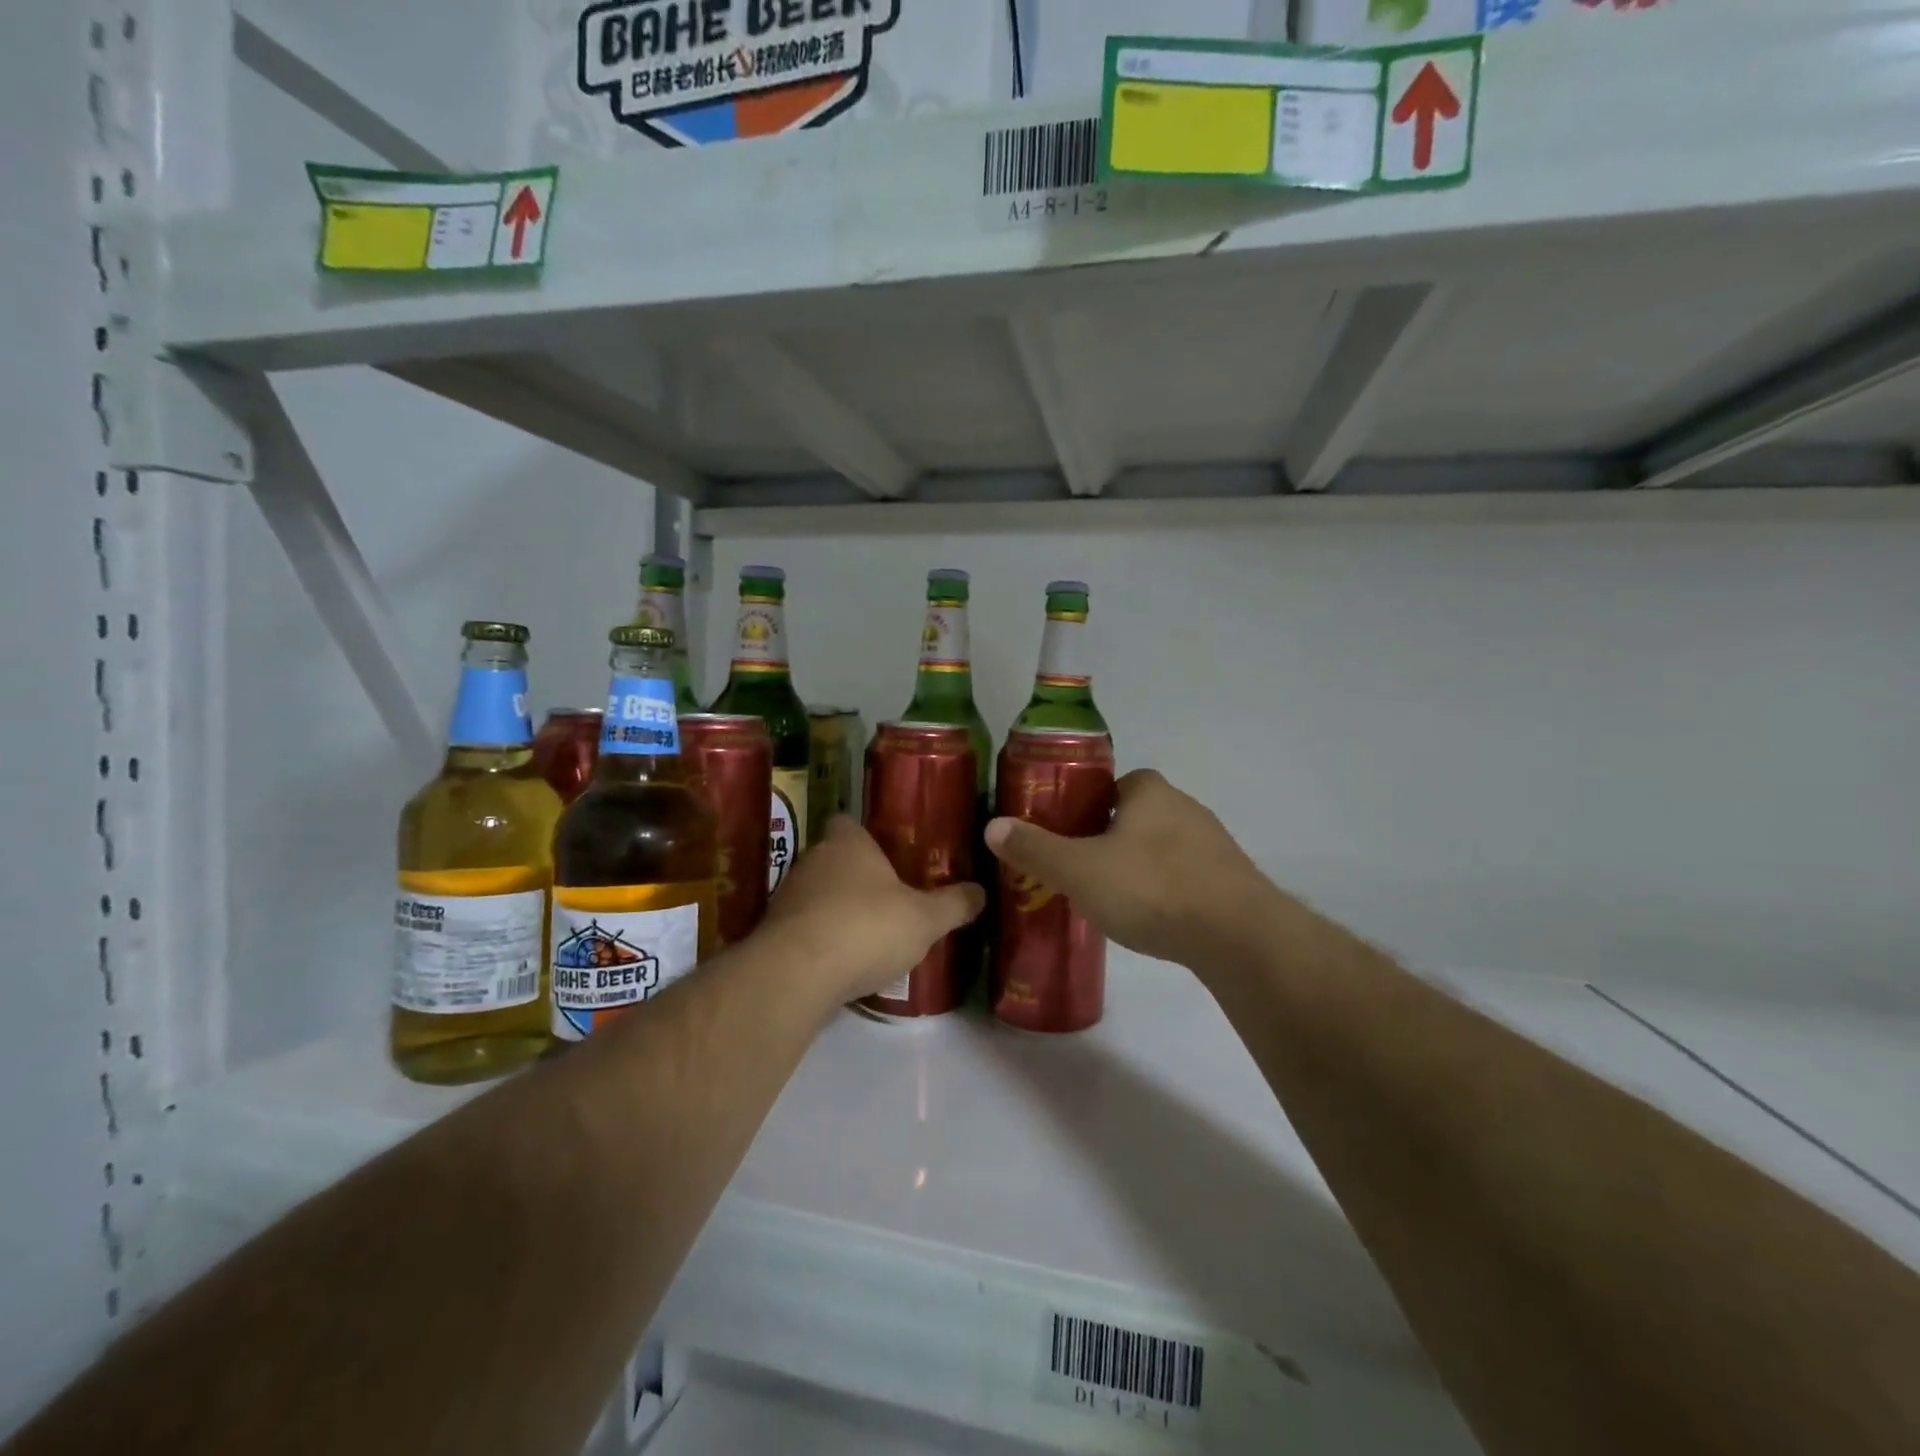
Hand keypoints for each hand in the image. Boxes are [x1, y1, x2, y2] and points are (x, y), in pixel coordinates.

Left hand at [759, 817, 986, 1004]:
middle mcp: (812, 859)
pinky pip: (802, 928)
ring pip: (816, 894)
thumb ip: (954, 904)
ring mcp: (787, 896)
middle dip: (856, 876)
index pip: (849, 821)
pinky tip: (840, 962)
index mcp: (848, 842)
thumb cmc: (866, 928)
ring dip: (835, 909)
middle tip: (887, 897)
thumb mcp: (925, 919)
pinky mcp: (772, 933)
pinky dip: (818, 939)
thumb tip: (981, 891)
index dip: (866, 835)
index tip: (887, 852)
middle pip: (834, 858)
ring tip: (866, 934)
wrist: (796, 975)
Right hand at [984, 769, 1277, 973]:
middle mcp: (1185, 807)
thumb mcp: (1080, 870)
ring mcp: (1214, 845)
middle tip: (1083, 869)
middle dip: (1112, 837)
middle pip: (1137, 815)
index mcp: (1149, 792)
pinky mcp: (1232, 882)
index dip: (1089, 804)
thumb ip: (1036, 849)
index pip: (1114, 784)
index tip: (1069, 833)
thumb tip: (993, 826)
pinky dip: (1168, 891)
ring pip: (1164, 847)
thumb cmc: (1152, 888)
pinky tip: (1154, 919)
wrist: (1238, 936)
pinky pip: (1188, 877)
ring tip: (1115, 899)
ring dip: (1141, 866)